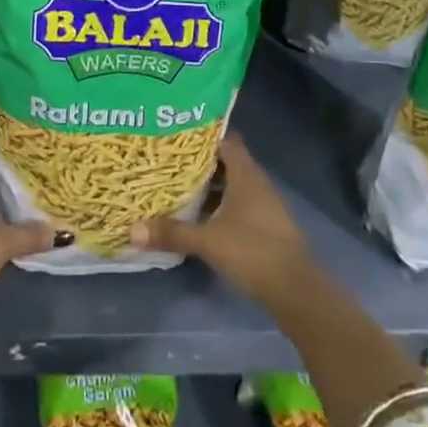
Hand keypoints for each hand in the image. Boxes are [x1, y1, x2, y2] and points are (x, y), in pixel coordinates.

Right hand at [128, 137, 314, 305]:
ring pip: (233, 185)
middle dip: (200, 163)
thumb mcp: (207, 241)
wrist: (295, 289)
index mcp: (246, 174)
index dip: (203, 137)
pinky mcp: (266, 224)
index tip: (177, 138)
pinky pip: (239, 204)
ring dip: (210, 187)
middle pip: (227, 162)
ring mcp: (264, 204)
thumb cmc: (252, 251)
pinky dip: (220, 205)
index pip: (225, 141)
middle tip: (169, 163)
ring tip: (178, 187)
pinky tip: (200, 217)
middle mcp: (257, 182)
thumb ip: (172, 233)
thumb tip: (132, 229)